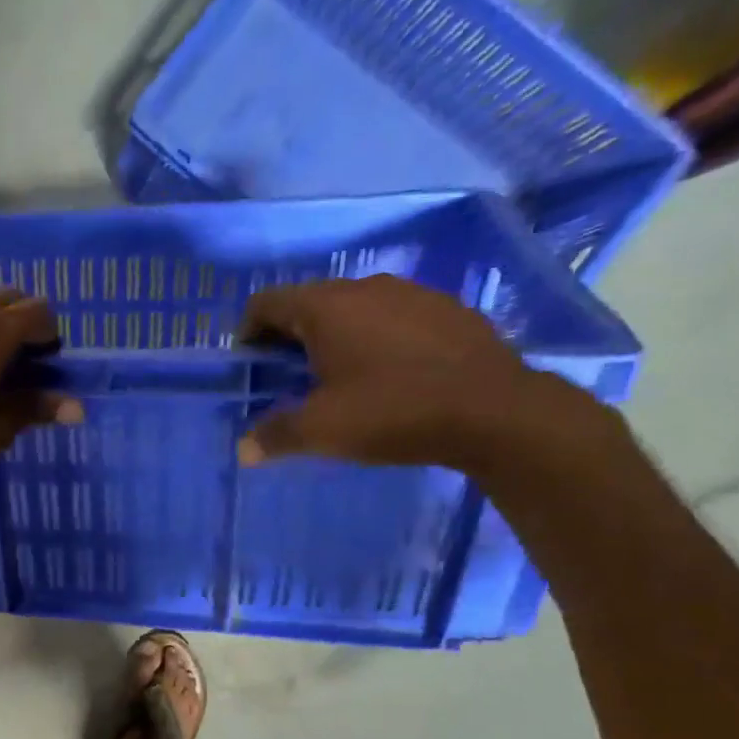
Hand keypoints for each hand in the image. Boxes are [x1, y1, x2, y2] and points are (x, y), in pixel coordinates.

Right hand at [234, 277, 591, 471]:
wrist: (495, 411)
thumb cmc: (392, 412)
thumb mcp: (322, 431)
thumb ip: (274, 436)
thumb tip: (243, 451)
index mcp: (325, 307)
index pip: (266, 302)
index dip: (247, 332)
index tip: (250, 366)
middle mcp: (365, 287)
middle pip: (308, 302)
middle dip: (288, 336)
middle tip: (287, 378)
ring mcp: (412, 293)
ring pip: (353, 307)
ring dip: (334, 335)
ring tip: (337, 377)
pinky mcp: (447, 309)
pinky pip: (393, 316)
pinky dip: (375, 338)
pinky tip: (388, 374)